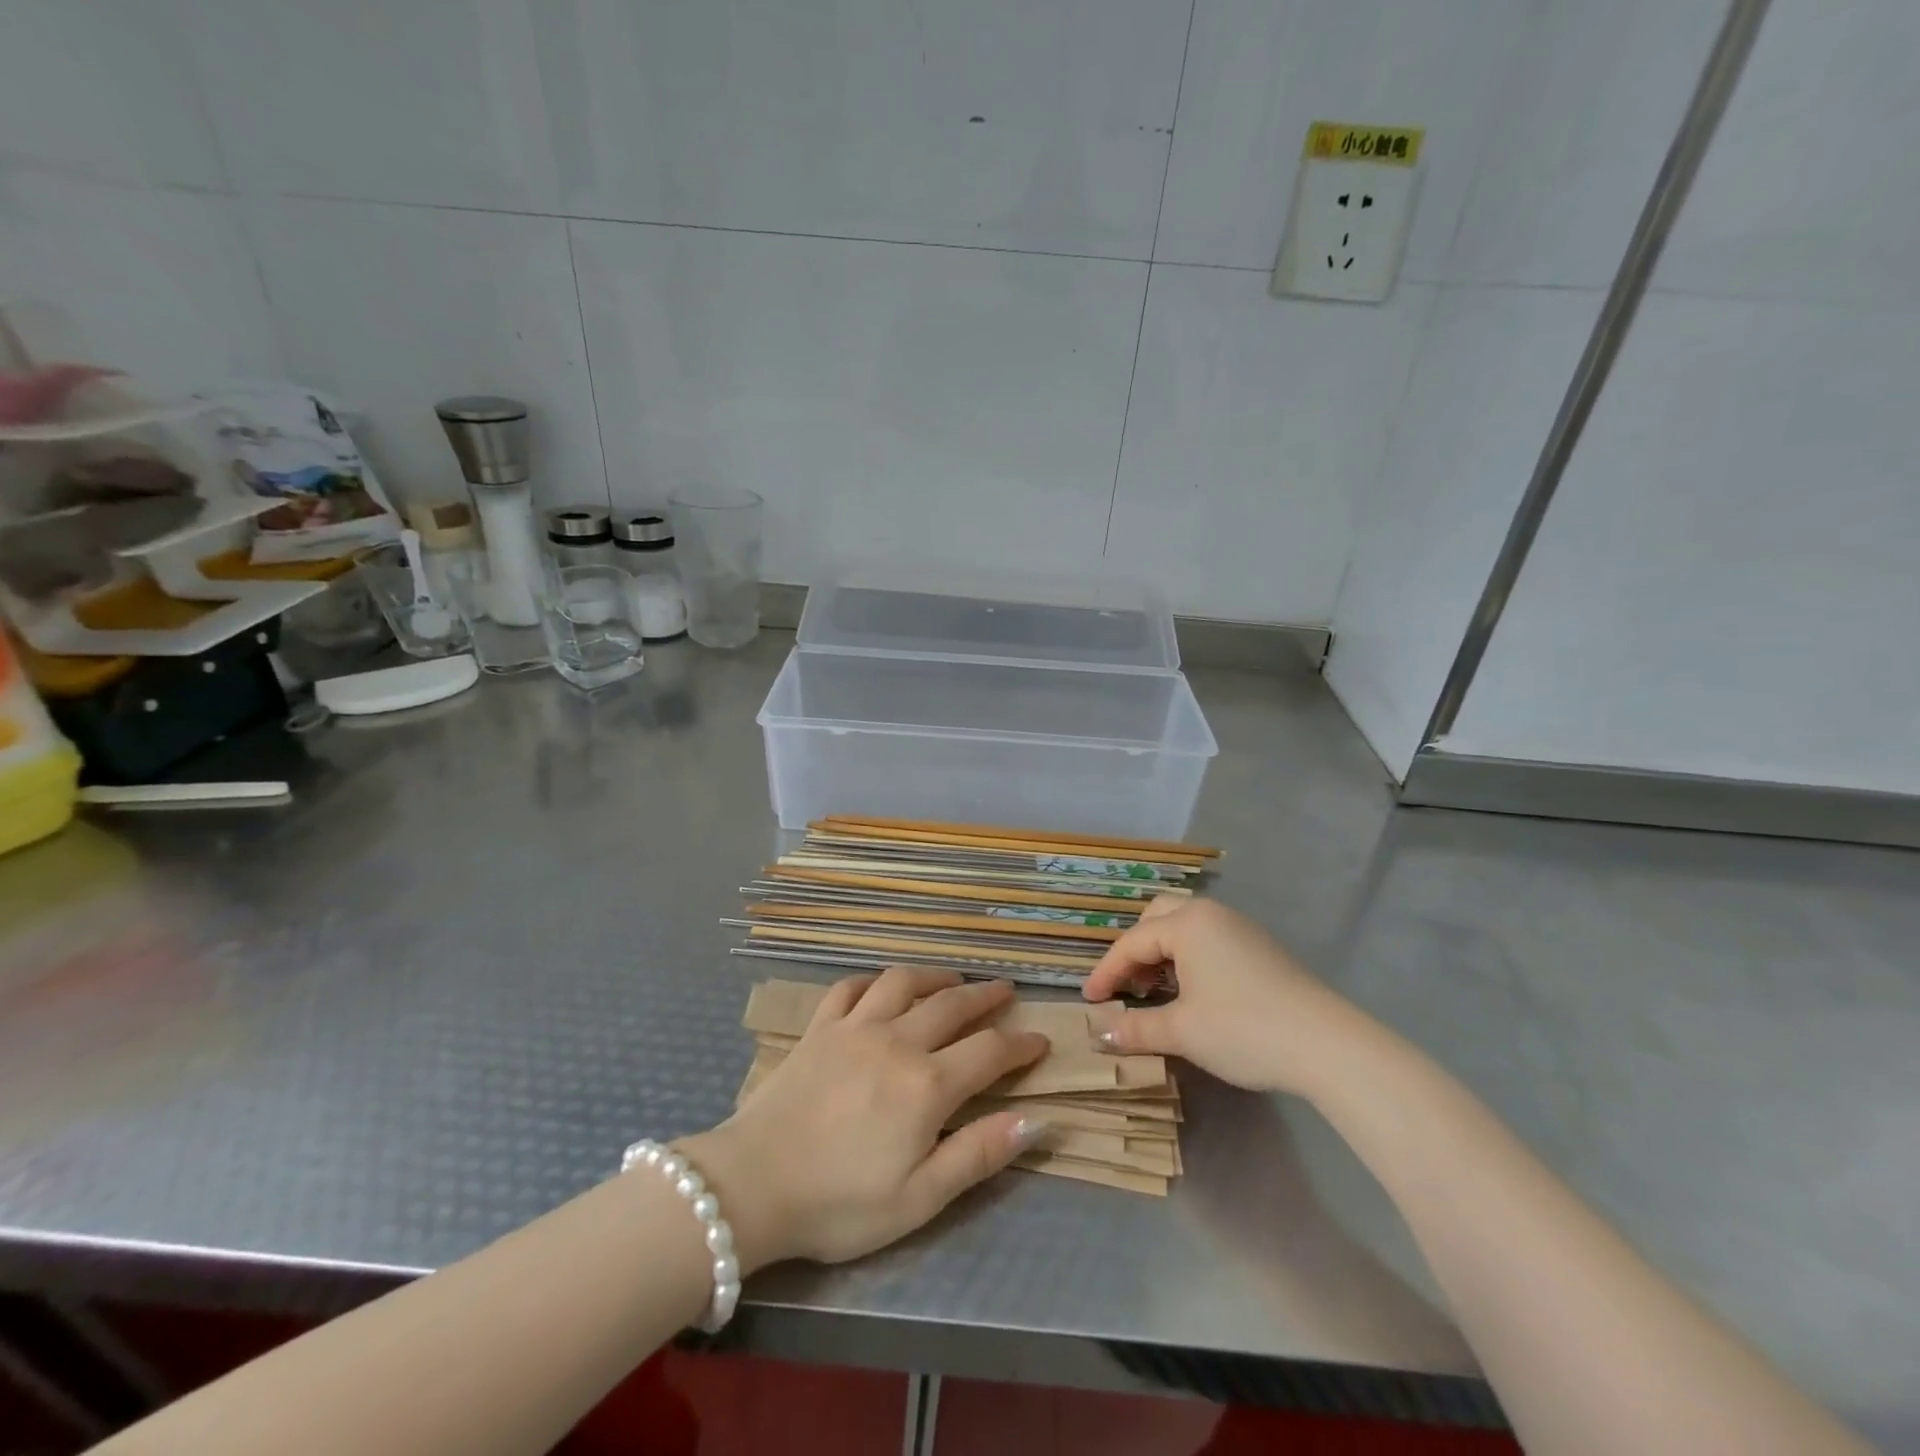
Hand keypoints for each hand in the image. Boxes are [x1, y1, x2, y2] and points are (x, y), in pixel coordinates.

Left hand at [681, 968, 1048, 1272]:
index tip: (1040, 1040)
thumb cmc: (840, 1203)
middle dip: (986, 996)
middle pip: (952, 1005)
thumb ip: (979, 1154)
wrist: (753, 1185)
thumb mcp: (919, 1199)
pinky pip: (850, 987)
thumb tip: (1036, 1120)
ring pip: (903, 982)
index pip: (989, 1051)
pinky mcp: (818, 1028)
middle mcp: (896, 1041)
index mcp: (926, 1085)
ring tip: (952, 979)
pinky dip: (872, 980)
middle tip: (1005, 990)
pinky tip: (881, 987)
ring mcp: (854, 1027)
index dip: (1020, 1045)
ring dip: (934, 975)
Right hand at [1082, 898, 1368, 1096]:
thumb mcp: (1183, 1031)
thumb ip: (1136, 1027)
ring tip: (1154, 990)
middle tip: (1125, 985)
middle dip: (1134, 949)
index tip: (1089, 1000)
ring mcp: (1240, 928)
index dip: (1106, 972)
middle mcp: (1211, 914)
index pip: (1132, 943)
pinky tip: (1193, 992)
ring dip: (1162, 953)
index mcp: (1187, 923)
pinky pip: (1209, 940)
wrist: (1327, 1045)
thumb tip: (1099, 1031)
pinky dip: (1188, 958)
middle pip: (1158, 918)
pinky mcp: (1261, 948)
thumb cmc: (1244, 1029)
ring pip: (1185, 927)